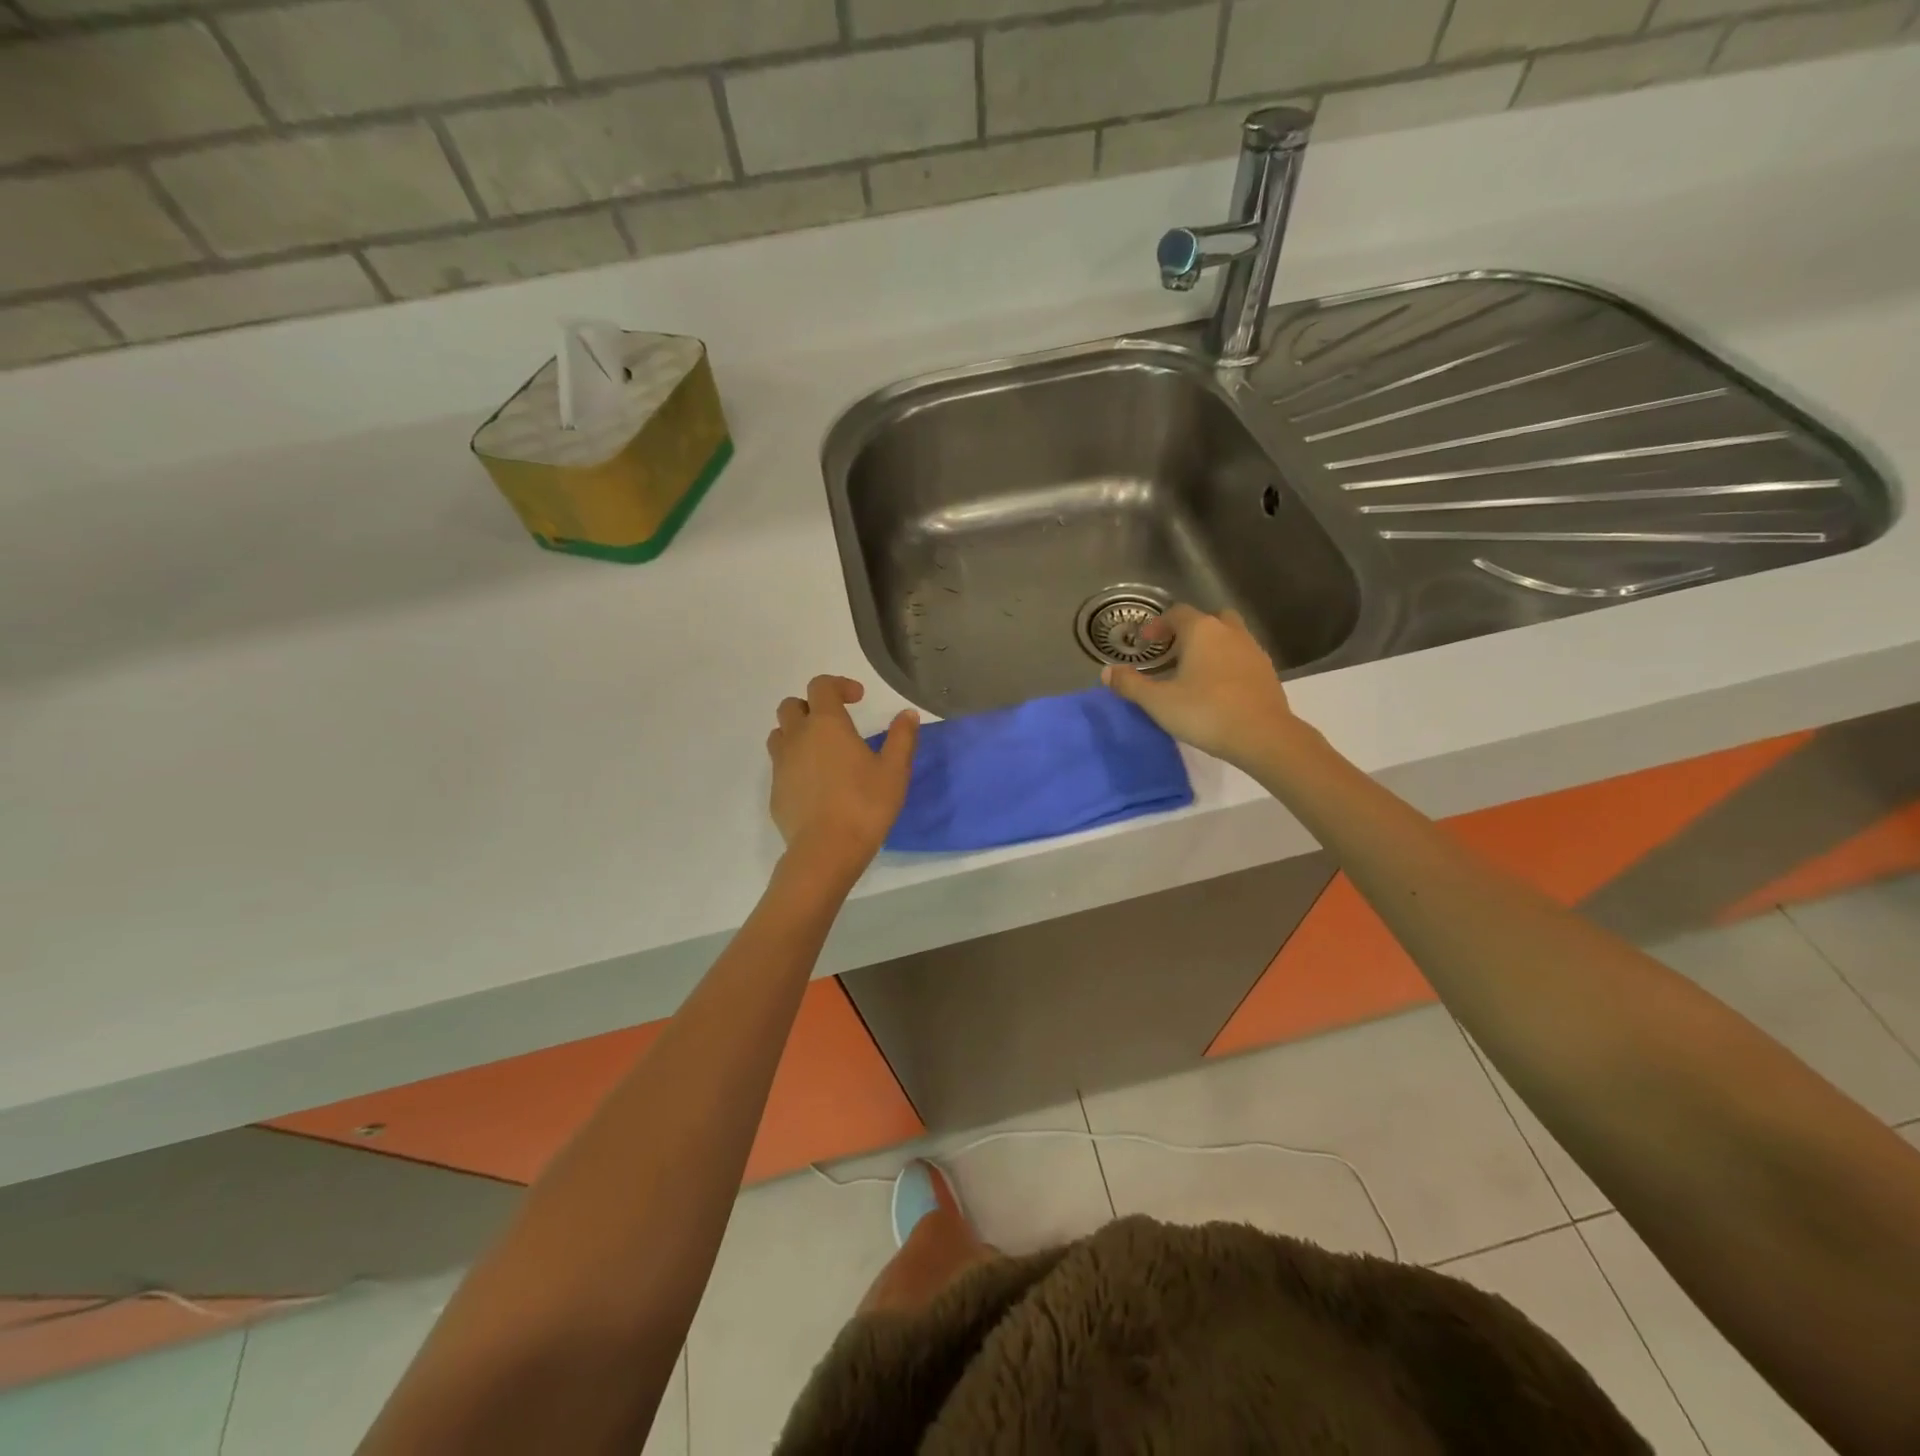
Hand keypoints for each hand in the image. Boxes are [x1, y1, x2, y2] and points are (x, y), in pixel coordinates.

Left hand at [766, 676, 918, 875]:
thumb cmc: (865, 805)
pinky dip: (795, 765)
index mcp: (826, 724)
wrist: (826, 851)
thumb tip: (907, 714)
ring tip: (821, 751)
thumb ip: (902, 738)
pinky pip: (780, 766)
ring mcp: (781, 765)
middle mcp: (797, 738)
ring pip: (780, 734)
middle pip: (791, 706)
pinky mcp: (775, 792)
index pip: (821, 686)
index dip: (839, 685)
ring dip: (797, 733)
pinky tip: (817, 785)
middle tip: (835, 724)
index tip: (858, 698)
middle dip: (812, 707)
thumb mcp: (894, 771)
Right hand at [1101, 606, 1302, 769]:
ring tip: (1194, 673)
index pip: (1177, 613)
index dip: (1158, 625)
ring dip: (1211, 647)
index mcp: (1202, 631)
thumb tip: (1107, 671)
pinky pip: (1242, 658)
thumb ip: (1130, 684)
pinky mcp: (1268, 672)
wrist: (1263, 736)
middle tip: (1173, 652)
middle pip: (1208, 619)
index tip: (1145, 643)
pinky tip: (1217, 689)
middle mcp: (1230, 632)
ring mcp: (1253, 650)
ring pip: (1229, 637)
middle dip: (1189, 631)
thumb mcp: (1158, 701)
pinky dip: (1227, 664)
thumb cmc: (1205, 712)